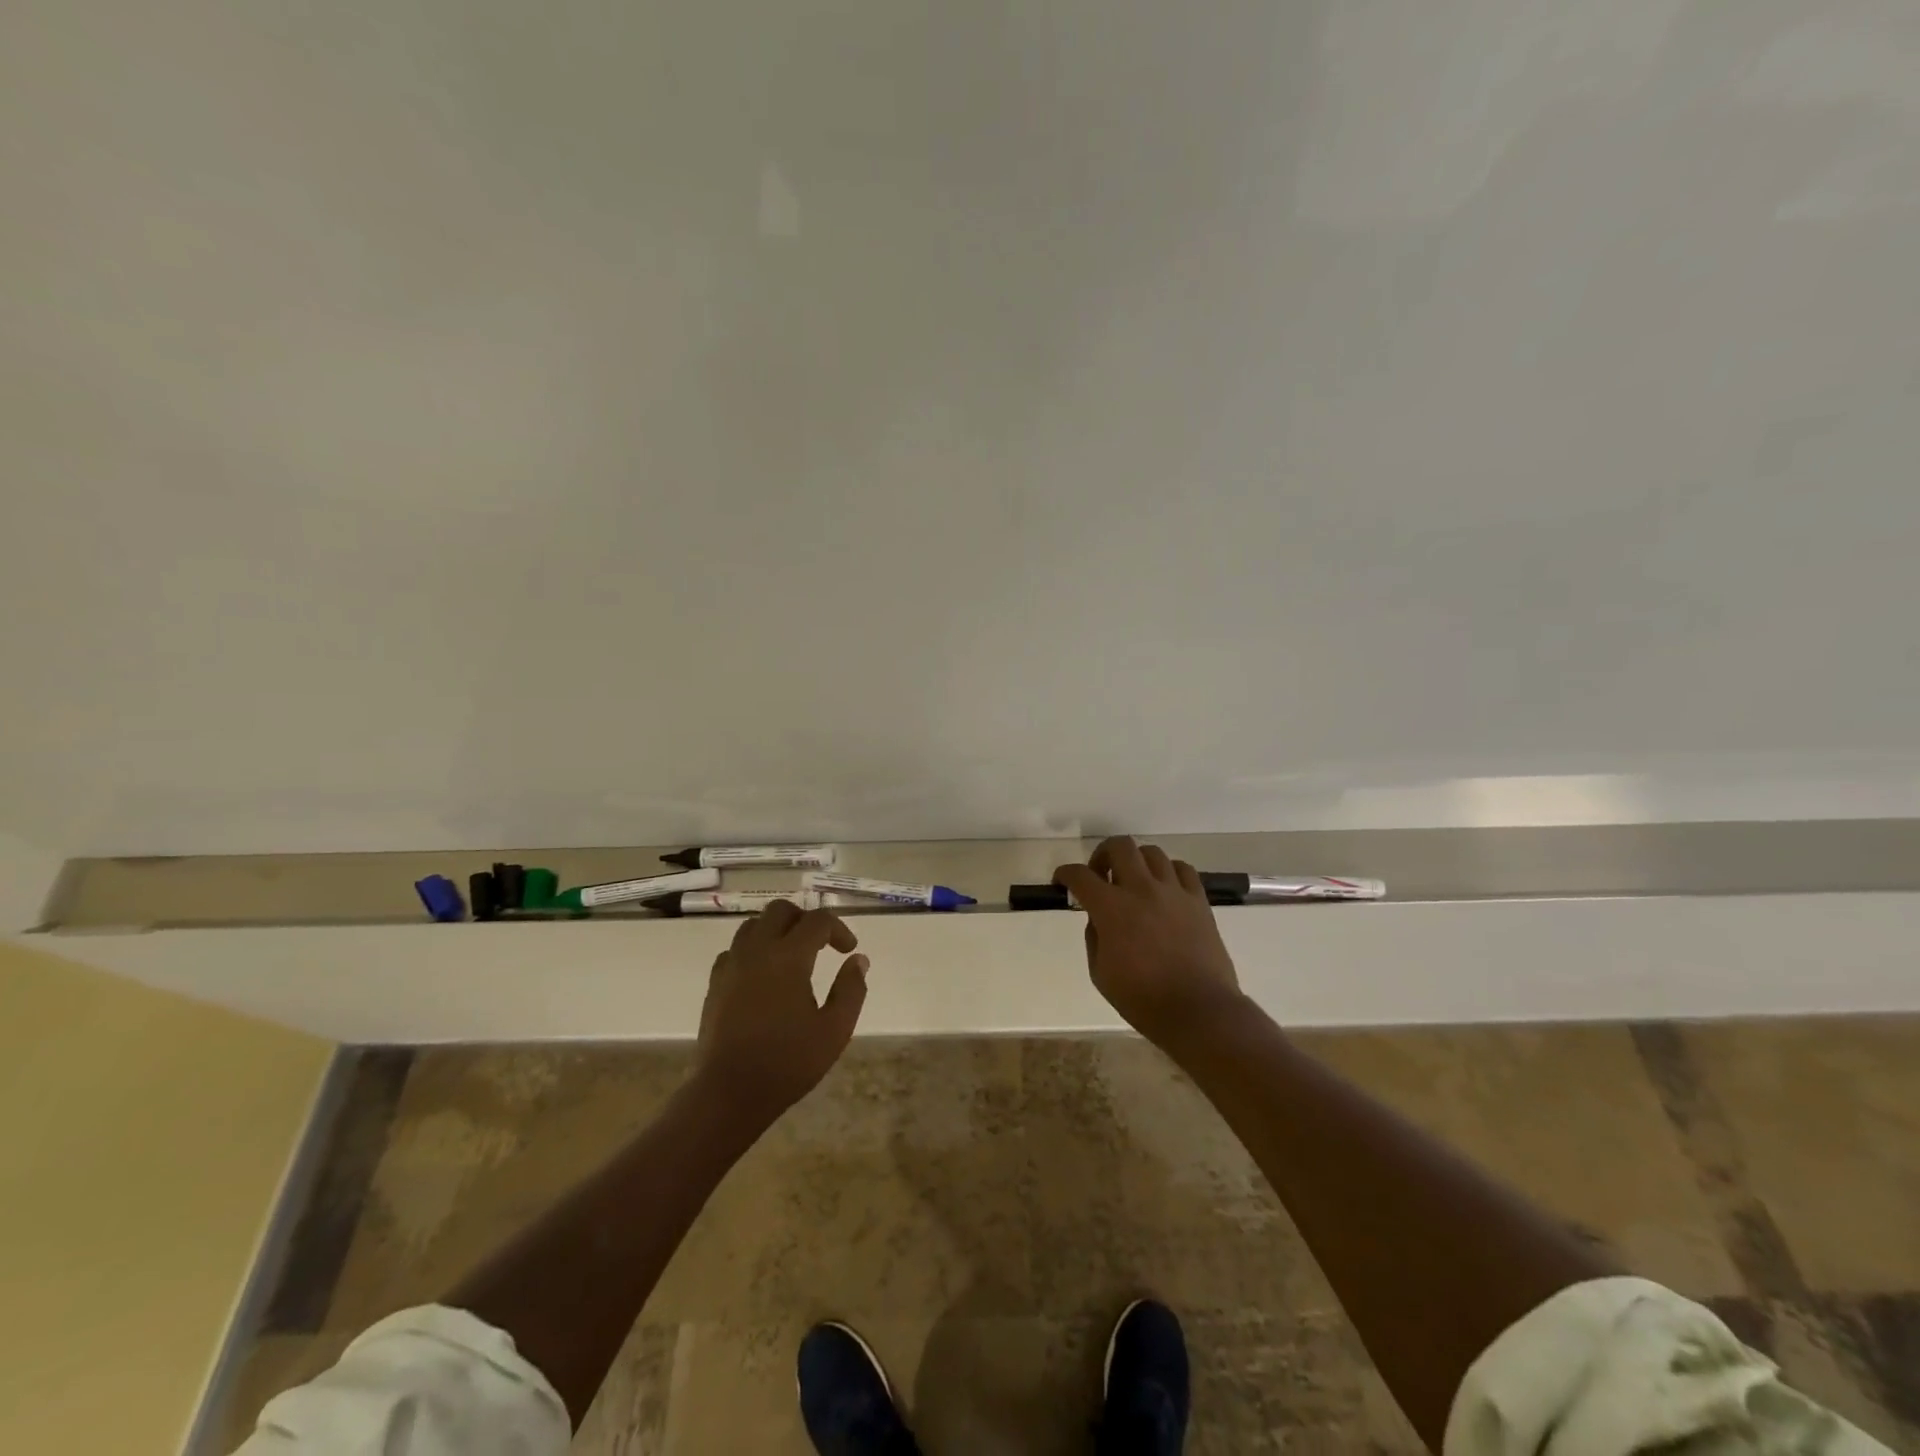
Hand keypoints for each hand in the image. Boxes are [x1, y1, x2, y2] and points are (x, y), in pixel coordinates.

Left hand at [694, 901, 868, 1125]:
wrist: (729, 1093)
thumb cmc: (787, 1062)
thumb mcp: (834, 1030)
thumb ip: (851, 990)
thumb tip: (858, 959)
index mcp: (789, 957)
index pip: (818, 920)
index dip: (838, 929)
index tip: (849, 950)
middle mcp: (758, 950)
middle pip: (781, 910)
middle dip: (805, 919)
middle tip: (820, 944)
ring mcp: (732, 965)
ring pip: (754, 925)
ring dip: (777, 930)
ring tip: (792, 956)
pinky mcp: (715, 983)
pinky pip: (735, 949)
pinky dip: (753, 950)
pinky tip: (763, 975)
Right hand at [1053, 836, 1245, 1047]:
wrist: (1198, 1011)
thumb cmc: (1143, 999)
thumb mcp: (1101, 974)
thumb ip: (1094, 938)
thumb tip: (1098, 919)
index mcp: (1112, 909)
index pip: (1080, 875)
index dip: (1065, 873)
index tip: (1062, 880)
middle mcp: (1142, 889)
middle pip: (1119, 846)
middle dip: (1102, 854)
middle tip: (1101, 875)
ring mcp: (1173, 892)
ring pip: (1152, 852)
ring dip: (1136, 861)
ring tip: (1134, 881)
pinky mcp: (1198, 901)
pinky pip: (1183, 869)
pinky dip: (1168, 872)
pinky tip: (1164, 888)